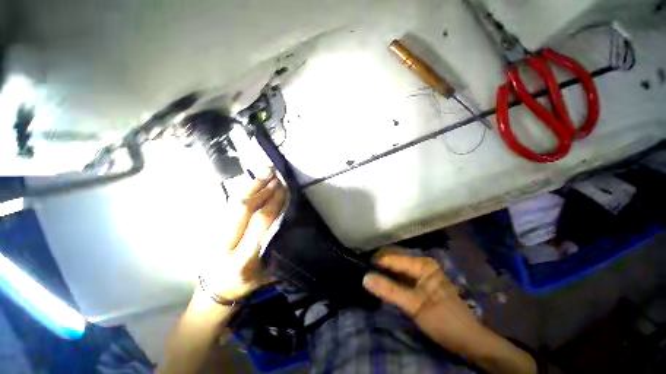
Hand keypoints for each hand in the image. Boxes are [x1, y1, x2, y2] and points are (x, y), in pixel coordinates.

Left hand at [201, 168, 287, 300]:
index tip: (284, 190)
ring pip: (233, 204)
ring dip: (252, 186)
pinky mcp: (213, 229)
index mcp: (242, 259)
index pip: (259, 223)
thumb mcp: (266, 275)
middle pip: (243, 209)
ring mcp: (216, 235)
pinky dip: (244, 192)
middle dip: (262, 190)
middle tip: (276, 176)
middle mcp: (226, 244)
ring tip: (265, 172)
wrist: (212, 293)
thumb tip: (290, 224)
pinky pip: (230, 205)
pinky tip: (254, 183)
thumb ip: (278, 251)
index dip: (273, 203)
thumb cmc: (244, 285)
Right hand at [363, 248, 536, 373]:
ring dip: (382, 272)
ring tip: (367, 276)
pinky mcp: (420, 282)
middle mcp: (420, 263)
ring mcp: (421, 273)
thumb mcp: (414, 306)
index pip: (391, 258)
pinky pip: (400, 276)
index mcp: (421, 264)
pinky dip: (390, 278)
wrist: (468, 340)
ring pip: (396, 268)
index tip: (358, 266)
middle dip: (377, 265)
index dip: (374, 262)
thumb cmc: (444, 320)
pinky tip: (381, 282)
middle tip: (361, 271)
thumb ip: (389, 291)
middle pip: (393, 259)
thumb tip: (365, 278)